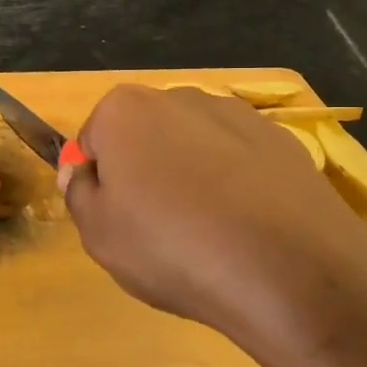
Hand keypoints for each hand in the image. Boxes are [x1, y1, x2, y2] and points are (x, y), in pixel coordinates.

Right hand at [61, 86, 366, 366]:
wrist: (288, 269)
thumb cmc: (173, 248)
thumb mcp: (100, 234)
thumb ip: (79, 193)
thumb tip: (81, 170)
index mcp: (125, 110)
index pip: (93, 141)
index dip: (99, 183)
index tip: (116, 220)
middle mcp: (181, 96)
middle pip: (146, 136)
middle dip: (146, 172)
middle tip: (159, 230)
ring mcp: (238, 114)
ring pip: (195, 146)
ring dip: (192, 177)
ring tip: (209, 234)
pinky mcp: (282, 139)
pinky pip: (240, 161)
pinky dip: (237, 185)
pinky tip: (248, 228)